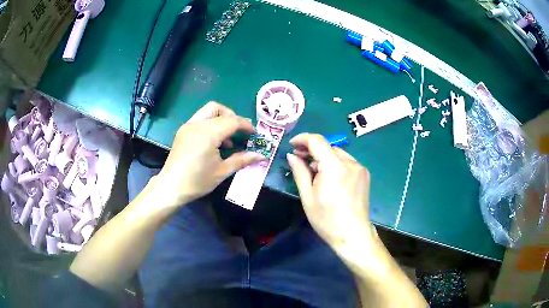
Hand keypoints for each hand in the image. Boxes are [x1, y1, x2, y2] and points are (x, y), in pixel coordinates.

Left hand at [151, 102, 264, 207]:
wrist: (171, 187)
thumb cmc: (197, 181)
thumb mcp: (222, 172)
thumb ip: (242, 160)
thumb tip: (261, 156)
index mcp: (207, 134)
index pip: (232, 121)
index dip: (246, 125)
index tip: (254, 133)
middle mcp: (196, 124)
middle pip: (217, 108)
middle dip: (232, 116)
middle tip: (239, 131)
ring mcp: (187, 126)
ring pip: (207, 111)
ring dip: (220, 119)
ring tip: (228, 140)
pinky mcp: (182, 131)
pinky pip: (200, 120)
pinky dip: (210, 124)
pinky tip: (214, 142)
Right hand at [287, 133, 373, 248]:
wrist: (353, 235)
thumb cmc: (327, 219)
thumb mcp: (308, 196)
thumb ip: (300, 172)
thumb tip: (292, 155)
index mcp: (335, 167)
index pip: (318, 141)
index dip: (303, 139)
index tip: (292, 145)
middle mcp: (350, 163)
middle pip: (328, 147)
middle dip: (312, 151)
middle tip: (299, 160)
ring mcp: (360, 168)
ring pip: (337, 154)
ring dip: (324, 158)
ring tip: (314, 172)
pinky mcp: (364, 175)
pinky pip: (346, 162)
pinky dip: (335, 164)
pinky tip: (329, 178)